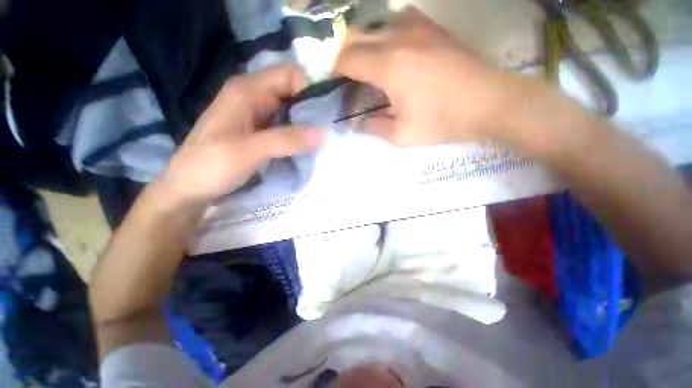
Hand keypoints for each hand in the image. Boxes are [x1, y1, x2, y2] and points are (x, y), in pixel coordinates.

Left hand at [158, 64, 325, 204]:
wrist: (189, 189)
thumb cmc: (211, 166)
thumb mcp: (249, 151)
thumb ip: (287, 139)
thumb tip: (325, 132)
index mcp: (247, 90)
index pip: (290, 75)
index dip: (310, 89)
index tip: (324, 115)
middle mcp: (254, 96)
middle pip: (293, 92)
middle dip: (312, 110)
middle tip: (326, 132)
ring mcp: (257, 114)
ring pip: (291, 110)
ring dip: (306, 124)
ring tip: (319, 142)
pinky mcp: (260, 131)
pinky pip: (286, 125)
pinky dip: (298, 134)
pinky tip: (305, 147)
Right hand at [333, 7, 513, 145]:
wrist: (489, 102)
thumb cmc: (443, 122)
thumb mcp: (401, 135)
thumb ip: (372, 127)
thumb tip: (355, 122)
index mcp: (389, 65)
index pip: (347, 58)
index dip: (335, 70)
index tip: (335, 84)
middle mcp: (398, 37)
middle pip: (355, 35)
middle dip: (345, 56)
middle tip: (348, 79)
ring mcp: (418, 26)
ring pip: (375, 24)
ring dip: (365, 43)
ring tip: (369, 66)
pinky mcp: (432, 27)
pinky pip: (398, 19)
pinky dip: (386, 34)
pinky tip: (393, 51)